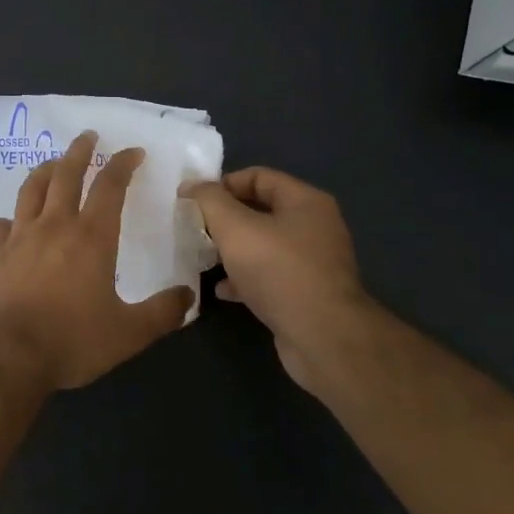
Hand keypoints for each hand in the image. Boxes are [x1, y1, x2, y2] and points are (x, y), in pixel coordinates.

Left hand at [0, 132, 194, 392]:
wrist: (6, 355)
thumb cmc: (72, 341)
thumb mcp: (129, 333)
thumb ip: (162, 313)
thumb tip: (188, 296)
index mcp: (91, 237)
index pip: (109, 187)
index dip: (122, 164)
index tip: (132, 152)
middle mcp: (53, 226)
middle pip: (65, 175)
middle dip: (79, 152)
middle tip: (87, 136)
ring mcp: (18, 238)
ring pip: (30, 191)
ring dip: (44, 172)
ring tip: (51, 163)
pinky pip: (2, 225)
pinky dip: (12, 218)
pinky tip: (13, 223)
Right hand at [179, 168, 369, 389]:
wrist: (322, 337)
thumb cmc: (279, 271)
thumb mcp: (235, 228)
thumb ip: (210, 201)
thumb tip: (191, 186)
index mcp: (305, 202)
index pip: (258, 177)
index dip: (223, 184)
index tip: (194, 201)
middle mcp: (314, 227)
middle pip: (260, 211)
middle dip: (225, 219)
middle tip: (195, 230)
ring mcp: (313, 262)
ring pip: (263, 246)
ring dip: (232, 251)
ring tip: (204, 259)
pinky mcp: (306, 293)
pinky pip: (269, 276)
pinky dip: (245, 279)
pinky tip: (223, 290)